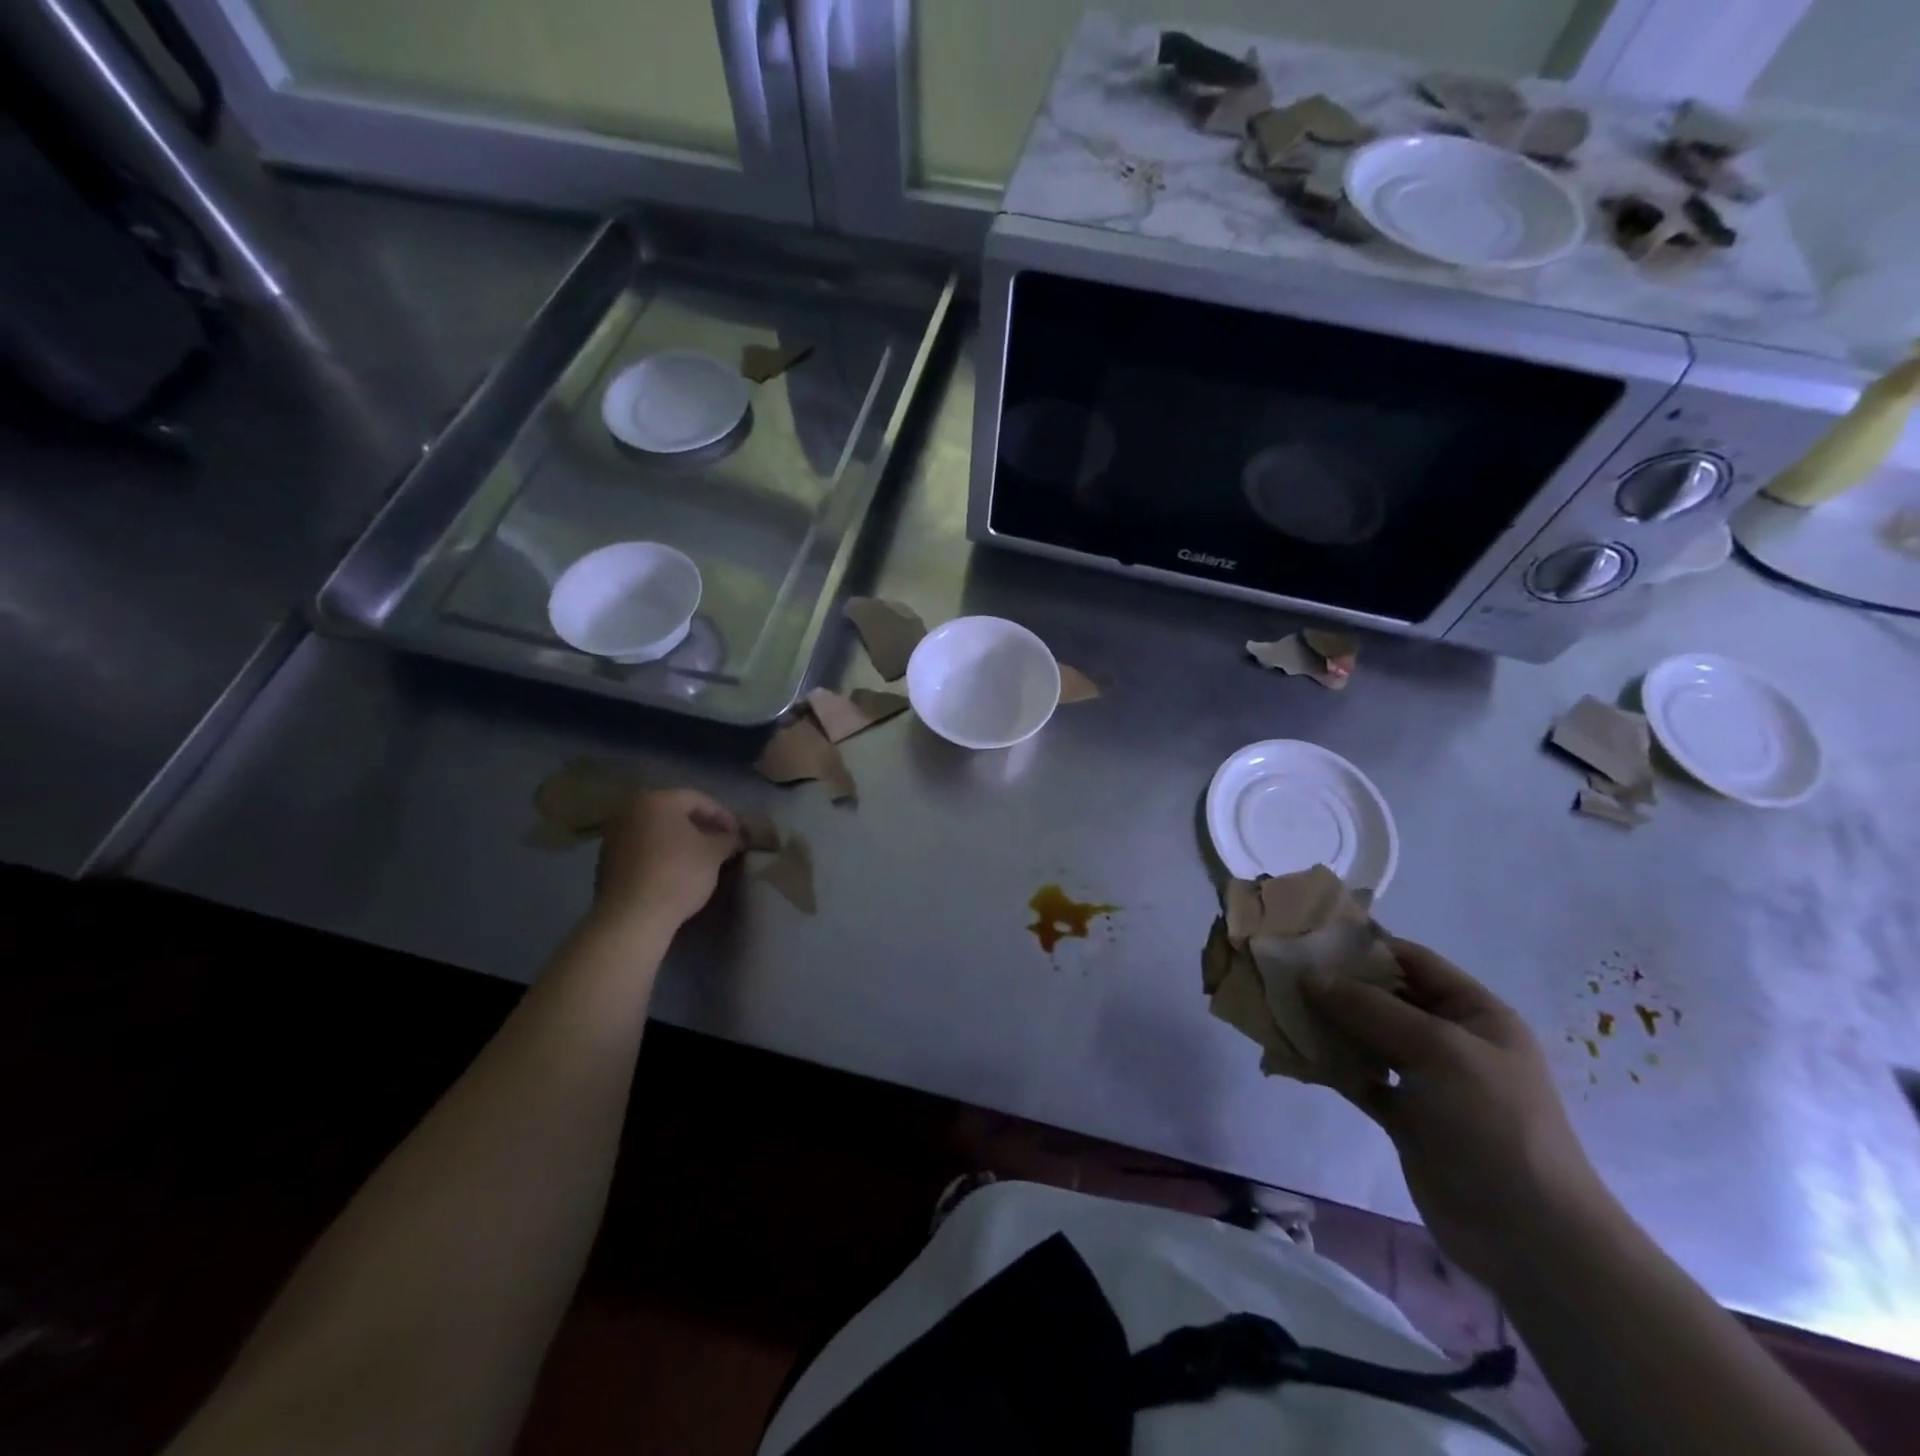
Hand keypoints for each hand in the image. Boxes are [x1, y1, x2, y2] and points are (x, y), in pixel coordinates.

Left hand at [592, 789, 739, 931]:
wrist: (632, 917)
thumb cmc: (678, 874)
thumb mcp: (713, 853)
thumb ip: (727, 839)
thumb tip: (734, 837)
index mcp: (656, 801)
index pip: (698, 800)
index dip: (723, 815)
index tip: (737, 834)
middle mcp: (630, 812)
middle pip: (674, 813)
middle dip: (701, 827)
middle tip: (721, 843)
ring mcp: (614, 837)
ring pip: (657, 832)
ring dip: (680, 841)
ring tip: (701, 859)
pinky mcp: (607, 862)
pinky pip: (642, 850)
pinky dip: (661, 855)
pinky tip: (675, 872)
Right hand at [1302, 938, 1612, 1286]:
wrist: (1529, 1236)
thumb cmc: (1494, 1122)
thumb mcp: (1438, 1050)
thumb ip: (1370, 1009)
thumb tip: (1308, 976)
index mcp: (1474, 1013)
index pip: (1412, 962)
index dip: (1364, 946)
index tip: (1308, 938)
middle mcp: (1449, 1040)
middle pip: (1383, 998)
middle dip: (1335, 985)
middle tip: (1280, 973)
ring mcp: (1426, 1080)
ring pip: (1365, 1037)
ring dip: (1326, 1025)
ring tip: (1277, 1010)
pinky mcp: (1405, 1116)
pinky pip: (1359, 1077)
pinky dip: (1329, 1066)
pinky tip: (1292, 1056)